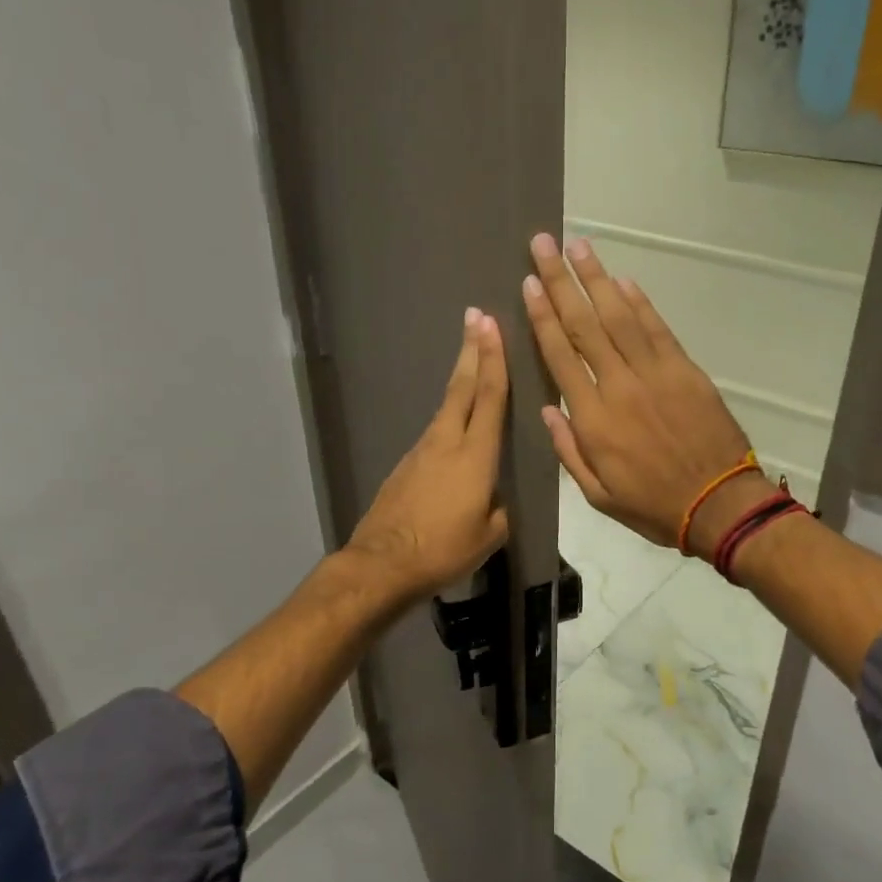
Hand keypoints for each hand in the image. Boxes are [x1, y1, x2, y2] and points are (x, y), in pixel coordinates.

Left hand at [346, 308, 510, 605]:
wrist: (383, 564)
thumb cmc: (443, 550)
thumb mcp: (490, 535)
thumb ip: (498, 508)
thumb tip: (492, 498)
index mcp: (475, 456)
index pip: (490, 397)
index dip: (494, 359)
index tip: (492, 325)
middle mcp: (446, 443)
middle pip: (462, 388)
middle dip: (472, 350)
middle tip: (476, 317)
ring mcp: (421, 452)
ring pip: (447, 408)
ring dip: (461, 380)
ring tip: (472, 361)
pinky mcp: (405, 466)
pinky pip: (435, 433)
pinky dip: (449, 417)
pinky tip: (456, 427)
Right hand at [522, 234, 764, 555]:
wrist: (719, 505)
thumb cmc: (653, 506)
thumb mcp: (597, 495)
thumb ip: (568, 450)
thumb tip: (546, 409)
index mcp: (593, 419)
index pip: (560, 356)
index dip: (542, 317)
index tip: (529, 284)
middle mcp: (619, 386)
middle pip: (584, 325)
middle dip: (562, 282)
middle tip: (544, 245)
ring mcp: (655, 374)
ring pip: (619, 316)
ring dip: (597, 279)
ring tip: (578, 246)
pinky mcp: (685, 370)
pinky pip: (657, 329)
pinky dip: (639, 302)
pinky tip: (622, 281)